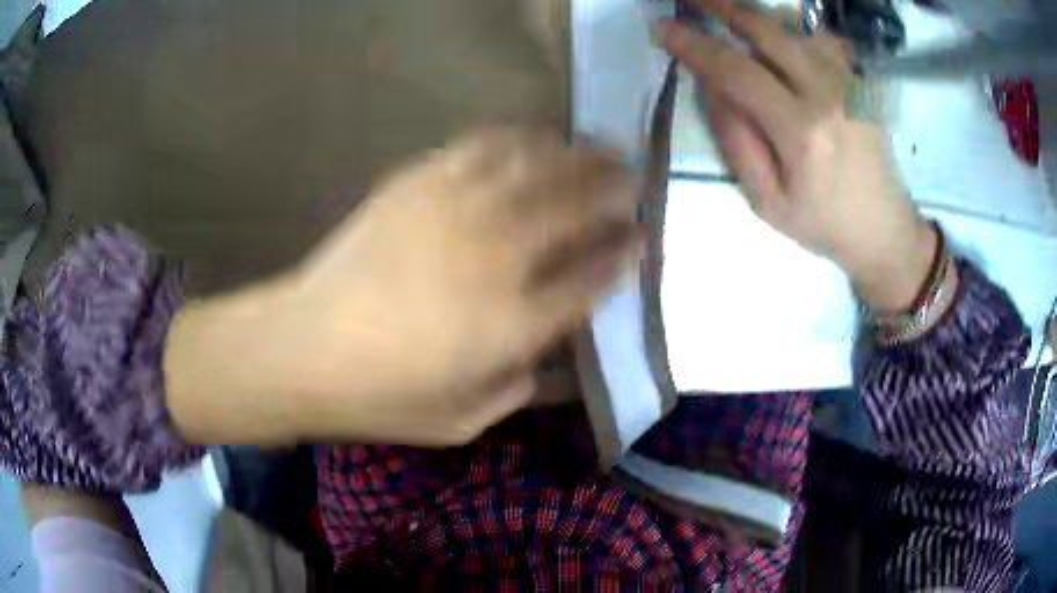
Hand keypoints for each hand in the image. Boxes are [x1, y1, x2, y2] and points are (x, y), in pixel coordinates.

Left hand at [165, 127, 642, 446]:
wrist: (301, 349)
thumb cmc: (380, 397)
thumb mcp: (463, 420)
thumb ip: (520, 385)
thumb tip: (549, 349)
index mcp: (513, 322)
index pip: (592, 276)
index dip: (625, 253)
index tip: (644, 238)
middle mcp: (494, 255)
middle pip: (575, 206)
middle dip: (616, 189)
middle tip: (637, 180)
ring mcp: (454, 210)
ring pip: (535, 165)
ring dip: (577, 154)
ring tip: (601, 148)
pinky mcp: (418, 183)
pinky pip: (481, 146)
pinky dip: (518, 138)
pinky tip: (534, 138)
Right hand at [662, 0, 935, 311]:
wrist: (886, 232)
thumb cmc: (825, 225)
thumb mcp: (768, 202)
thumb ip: (737, 141)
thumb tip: (712, 88)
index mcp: (800, 130)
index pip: (735, 71)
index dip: (694, 44)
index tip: (664, 28)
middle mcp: (827, 94)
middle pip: (767, 30)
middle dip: (722, 6)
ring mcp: (849, 84)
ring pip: (794, 28)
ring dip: (756, 15)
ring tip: (728, 11)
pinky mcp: (860, 84)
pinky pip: (822, 40)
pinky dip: (794, 30)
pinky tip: (780, 37)